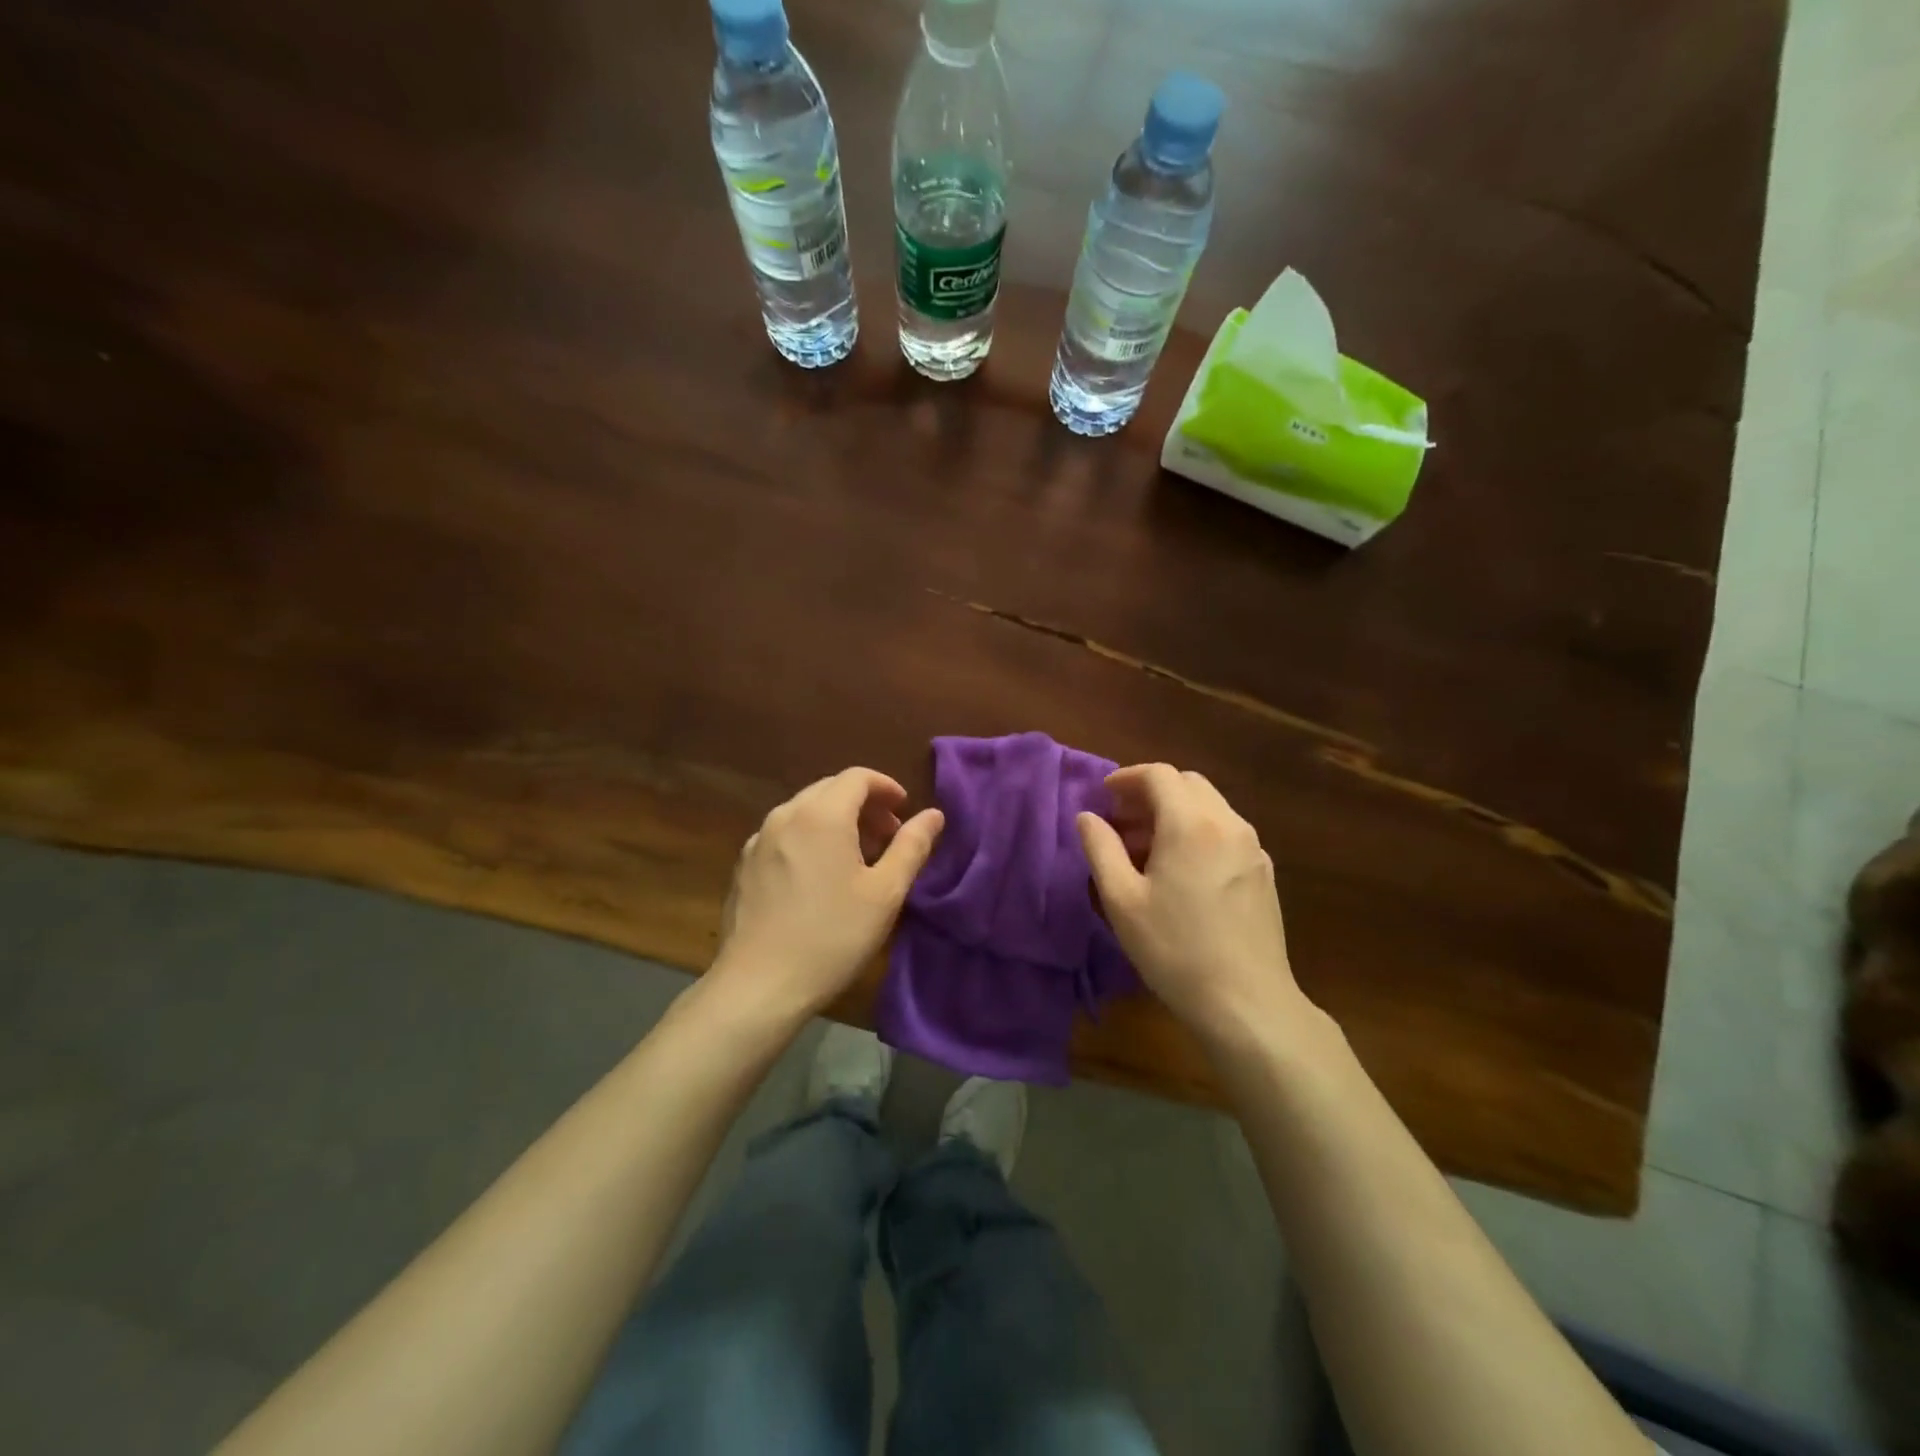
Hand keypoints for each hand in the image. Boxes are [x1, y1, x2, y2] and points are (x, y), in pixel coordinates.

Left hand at [710, 767, 943, 1025]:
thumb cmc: (832, 936)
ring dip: (837, 821)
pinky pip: (784, 834)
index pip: (857, 777)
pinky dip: (810, 838)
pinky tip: (820, 876)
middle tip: (888, 837)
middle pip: (830, 790)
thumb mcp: (885, 893)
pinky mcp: (743, 865)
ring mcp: (758, 840)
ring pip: (805, 811)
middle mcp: (785, 815)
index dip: (886, 787)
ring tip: (858, 858)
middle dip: (863, 804)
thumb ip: (912, 846)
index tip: (905, 811)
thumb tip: (933, 815)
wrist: (758, 985)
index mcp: (821, 815)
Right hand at [1077, 763, 1306, 1044]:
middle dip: (1151, 793)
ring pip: (1210, 806)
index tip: (1104, 797)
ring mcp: (1253, 847)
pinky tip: (1182, 871)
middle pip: (1187, 784)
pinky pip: (1226, 832)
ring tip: (1147, 849)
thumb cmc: (1175, 949)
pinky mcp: (1264, 872)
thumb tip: (1088, 817)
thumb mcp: (1122, 900)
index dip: (1127, 778)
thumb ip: (1100, 848)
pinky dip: (1198, 831)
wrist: (1247, 1002)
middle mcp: (1228, 823)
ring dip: (1175, 812)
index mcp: (1190, 824)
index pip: (1159, 775)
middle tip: (1122, 822)